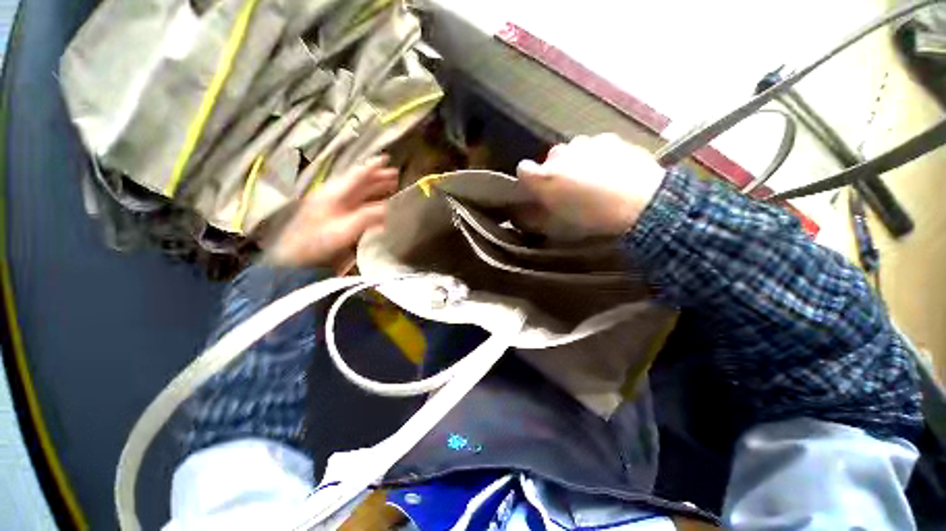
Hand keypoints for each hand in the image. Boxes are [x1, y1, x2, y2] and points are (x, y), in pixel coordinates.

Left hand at [267, 156, 397, 267]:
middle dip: (378, 178)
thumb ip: (368, 217)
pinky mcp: (336, 216)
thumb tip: (388, 209)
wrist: (298, 257)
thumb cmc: (319, 241)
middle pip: (359, 182)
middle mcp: (335, 196)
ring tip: (390, 186)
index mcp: (335, 194)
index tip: (385, 158)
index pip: (357, 176)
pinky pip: (357, 205)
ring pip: (359, 193)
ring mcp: (335, 206)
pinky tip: (380, 209)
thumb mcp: (345, 229)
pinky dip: (371, 204)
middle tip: (395, 174)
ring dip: (376, 189)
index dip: (372, 167)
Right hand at [516, 134, 664, 237]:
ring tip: (594, 180)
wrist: (641, 202)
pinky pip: (595, 146)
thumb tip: (524, 214)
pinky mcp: (609, 138)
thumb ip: (537, 216)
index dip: (529, 179)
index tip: (537, 189)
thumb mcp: (558, 226)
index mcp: (545, 177)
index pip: (523, 169)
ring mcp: (586, 143)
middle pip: (550, 159)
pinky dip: (597, 156)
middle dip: (556, 171)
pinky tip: (611, 171)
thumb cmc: (593, 218)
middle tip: (570, 188)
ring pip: (573, 151)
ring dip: (576, 162)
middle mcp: (560, 154)